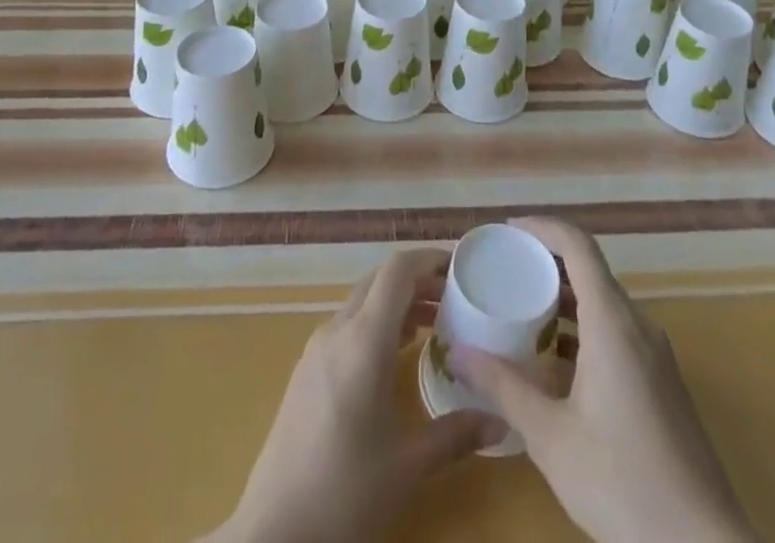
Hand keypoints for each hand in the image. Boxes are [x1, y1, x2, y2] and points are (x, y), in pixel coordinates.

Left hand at [205, 248, 502, 542]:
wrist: (273, 532)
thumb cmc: (345, 492)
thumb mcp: (408, 467)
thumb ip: (456, 435)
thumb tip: (500, 419)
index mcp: (363, 339)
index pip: (397, 270)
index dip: (429, 259)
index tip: (460, 268)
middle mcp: (337, 330)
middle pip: (379, 280)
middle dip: (417, 281)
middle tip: (454, 299)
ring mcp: (317, 348)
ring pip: (362, 302)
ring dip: (396, 303)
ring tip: (433, 325)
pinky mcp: (306, 370)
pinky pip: (347, 326)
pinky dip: (376, 324)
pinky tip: (394, 357)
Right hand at [451, 217, 754, 542]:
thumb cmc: (623, 483)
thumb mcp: (551, 437)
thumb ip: (504, 388)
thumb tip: (458, 352)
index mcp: (613, 323)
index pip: (578, 245)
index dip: (543, 227)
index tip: (507, 232)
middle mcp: (638, 326)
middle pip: (590, 271)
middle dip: (546, 265)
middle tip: (504, 274)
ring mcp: (655, 356)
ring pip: (603, 305)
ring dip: (563, 301)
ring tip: (521, 314)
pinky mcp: (662, 384)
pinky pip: (616, 334)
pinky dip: (582, 331)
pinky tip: (554, 365)